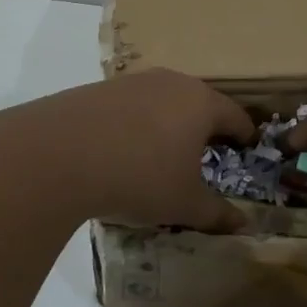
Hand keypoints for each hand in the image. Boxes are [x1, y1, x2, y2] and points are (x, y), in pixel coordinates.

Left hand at [0, 69, 255, 232]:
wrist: (58, 154)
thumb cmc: (139, 176)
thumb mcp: (183, 203)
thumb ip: (217, 214)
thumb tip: (244, 225)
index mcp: (201, 103)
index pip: (236, 116)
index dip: (244, 135)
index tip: (247, 149)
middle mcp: (172, 82)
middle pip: (200, 102)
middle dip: (207, 127)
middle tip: (208, 153)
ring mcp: (134, 82)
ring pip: (164, 101)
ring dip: (170, 123)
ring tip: (164, 152)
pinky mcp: (101, 89)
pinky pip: (132, 106)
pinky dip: (138, 124)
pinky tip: (124, 149)